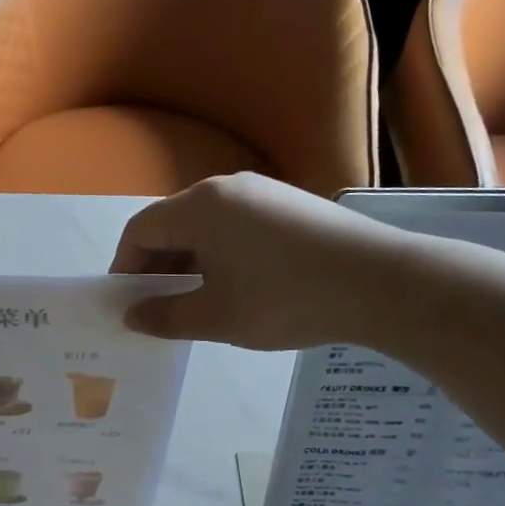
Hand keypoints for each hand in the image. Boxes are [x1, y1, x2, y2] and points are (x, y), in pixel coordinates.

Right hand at [109, 173, 407, 348]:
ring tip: (200, 301)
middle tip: (160, 308)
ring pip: (206, 226)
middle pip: (172, 224)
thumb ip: (165, 317)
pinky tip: (239, 286)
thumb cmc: (283, 299)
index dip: (125, 267)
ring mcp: (262, 192)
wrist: (379, 282)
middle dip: (158, 266)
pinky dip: (222, 253)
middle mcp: (225, 188)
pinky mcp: (290, 204)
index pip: (140, 231)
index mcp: (198, 207)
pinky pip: (237, 225)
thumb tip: (133, 315)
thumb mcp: (215, 317)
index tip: (128, 303)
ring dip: (190, 261)